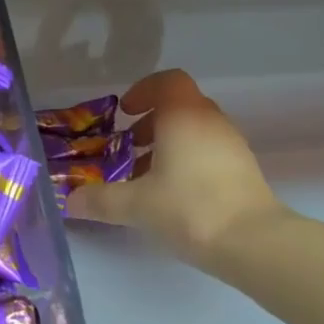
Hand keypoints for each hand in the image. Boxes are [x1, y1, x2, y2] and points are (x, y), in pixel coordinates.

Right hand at [66, 70, 287, 270]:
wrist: (253, 242)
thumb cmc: (189, 208)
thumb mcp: (136, 205)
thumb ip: (100, 200)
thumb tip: (70, 200)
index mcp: (184, 116)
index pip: (168, 81)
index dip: (144, 90)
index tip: (124, 113)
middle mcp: (211, 122)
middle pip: (180, 106)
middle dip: (150, 123)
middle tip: (128, 147)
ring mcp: (232, 145)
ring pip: (195, 131)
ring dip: (168, 144)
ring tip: (146, 176)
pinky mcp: (243, 170)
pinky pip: (209, 151)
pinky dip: (188, 161)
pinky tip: (173, 195)